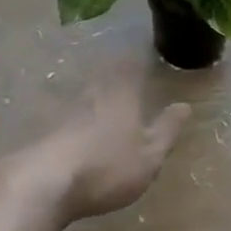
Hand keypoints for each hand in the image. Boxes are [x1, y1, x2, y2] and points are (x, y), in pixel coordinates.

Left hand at [19, 63, 189, 223]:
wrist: (45, 182)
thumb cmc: (107, 166)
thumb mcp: (149, 156)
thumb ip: (166, 130)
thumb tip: (185, 105)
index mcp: (122, 95)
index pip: (131, 66)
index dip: (137, 57)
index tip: (142, 48)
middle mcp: (94, 95)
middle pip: (105, 76)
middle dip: (115, 73)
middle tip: (123, 68)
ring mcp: (67, 112)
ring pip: (85, 94)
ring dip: (94, 94)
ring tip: (102, 96)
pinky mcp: (47, 131)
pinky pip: (67, 116)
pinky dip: (75, 117)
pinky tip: (75, 127)